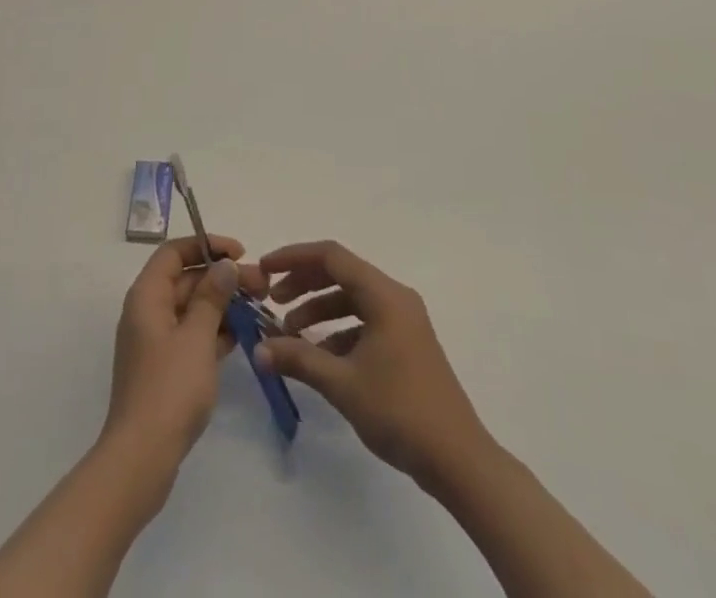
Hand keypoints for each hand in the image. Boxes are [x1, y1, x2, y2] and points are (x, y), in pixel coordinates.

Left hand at [101, 234, 263, 469]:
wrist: (141, 459)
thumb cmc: (169, 389)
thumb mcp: (197, 337)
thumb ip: (212, 296)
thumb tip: (224, 266)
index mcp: (147, 296)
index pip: (174, 252)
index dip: (207, 245)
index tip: (240, 253)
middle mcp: (147, 311)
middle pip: (187, 279)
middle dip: (223, 278)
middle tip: (262, 285)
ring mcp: (155, 341)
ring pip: (192, 308)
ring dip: (223, 305)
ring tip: (259, 308)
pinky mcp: (164, 368)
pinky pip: (192, 335)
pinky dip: (215, 331)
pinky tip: (242, 337)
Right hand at [256, 240, 492, 488]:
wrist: (457, 459)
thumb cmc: (400, 411)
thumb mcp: (342, 384)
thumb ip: (299, 359)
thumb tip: (258, 349)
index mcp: (384, 295)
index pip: (332, 256)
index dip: (294, 257)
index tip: (264, 269)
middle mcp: (395, 297)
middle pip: (342, 274)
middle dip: (304, 284)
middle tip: (272, 302)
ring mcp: (404, 320)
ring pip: (352, 299)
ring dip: (319, 310)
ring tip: (289, 333)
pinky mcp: (406, 343)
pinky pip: (365, 321)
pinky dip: (338, 331)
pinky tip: (319, 357)